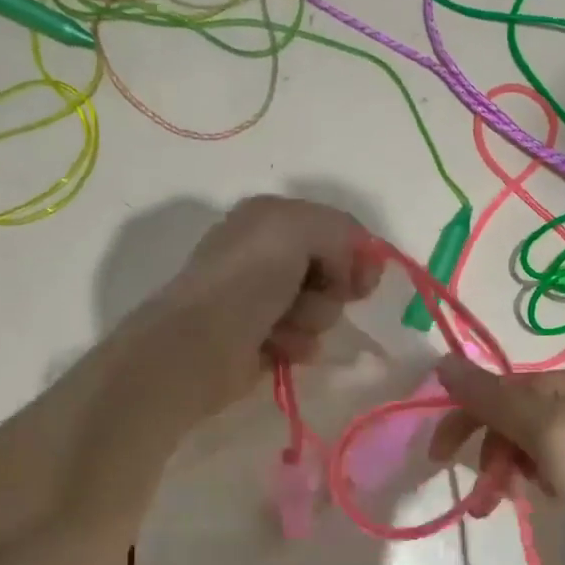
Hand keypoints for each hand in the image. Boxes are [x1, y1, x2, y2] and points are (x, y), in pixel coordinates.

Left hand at [154, 196, 383, 407]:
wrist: (201, 343)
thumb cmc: (248, 279)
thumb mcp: (299, 228)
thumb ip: (340, 230)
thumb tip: (353, 266)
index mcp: (270, 217)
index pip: (336, 230)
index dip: (356, 254)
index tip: (363, 280)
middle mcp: (265, 253)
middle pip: (332, 272)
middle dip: (331, 289)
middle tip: (314, 296)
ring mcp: (261, 297)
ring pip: (321, 309)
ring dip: (312, 319)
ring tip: (283, 326)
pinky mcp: (260, 338)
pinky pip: (303, 339)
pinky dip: (296, 344)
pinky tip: (276, 346)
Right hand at [428, 357, 564, 564]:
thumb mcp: (543, 429)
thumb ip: (490, 398)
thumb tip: (441, 359)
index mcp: (555, 385)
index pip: (491, 392)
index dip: (460, 419)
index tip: (437, 458)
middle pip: (507, 420)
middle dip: (486, 455)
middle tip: (480, 499)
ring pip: (527, 448)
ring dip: (508, 473)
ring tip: (505, 506)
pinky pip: (552, 469)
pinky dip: (538, 483)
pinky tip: (547, 501)